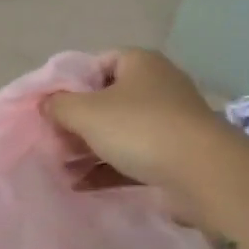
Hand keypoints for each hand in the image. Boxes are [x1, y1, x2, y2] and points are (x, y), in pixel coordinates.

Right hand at [41, 49, 226, 205]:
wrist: (202, 173)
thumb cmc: (139, 128)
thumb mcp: (85, 111)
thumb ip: (58, 105)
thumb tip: (46, 104)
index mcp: (140, 63)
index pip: (97, 63)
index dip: (71, 83)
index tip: (51, 106)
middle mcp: (157, 86)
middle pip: (106, 100)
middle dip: (77, 122)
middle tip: (53, 140)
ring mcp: (169, 122)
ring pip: (119, 132)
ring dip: (88, 149)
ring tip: (61, 167)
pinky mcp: (174, 156)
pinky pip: (132, 158)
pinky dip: (107, 169)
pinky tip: (80, 185)